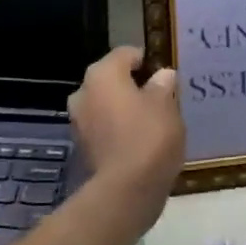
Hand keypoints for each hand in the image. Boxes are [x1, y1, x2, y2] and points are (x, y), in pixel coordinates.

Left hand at [68, 46, 184, 232]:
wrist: (127, 190)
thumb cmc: (149, 136)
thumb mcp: (166, 105)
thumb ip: (163, 85)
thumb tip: (162, 76)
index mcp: (102, 74)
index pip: (126, 54)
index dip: (147, 61)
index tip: (165, 75)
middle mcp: (83, 92)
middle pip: (112, 80)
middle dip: (133, 86)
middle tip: (160, 98)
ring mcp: (79, 121)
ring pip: (106, 105)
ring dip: (125, 109)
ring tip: (152, 121)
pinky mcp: (82, 147)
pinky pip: (104, 128)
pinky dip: (118, 130)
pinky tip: (140, 141)